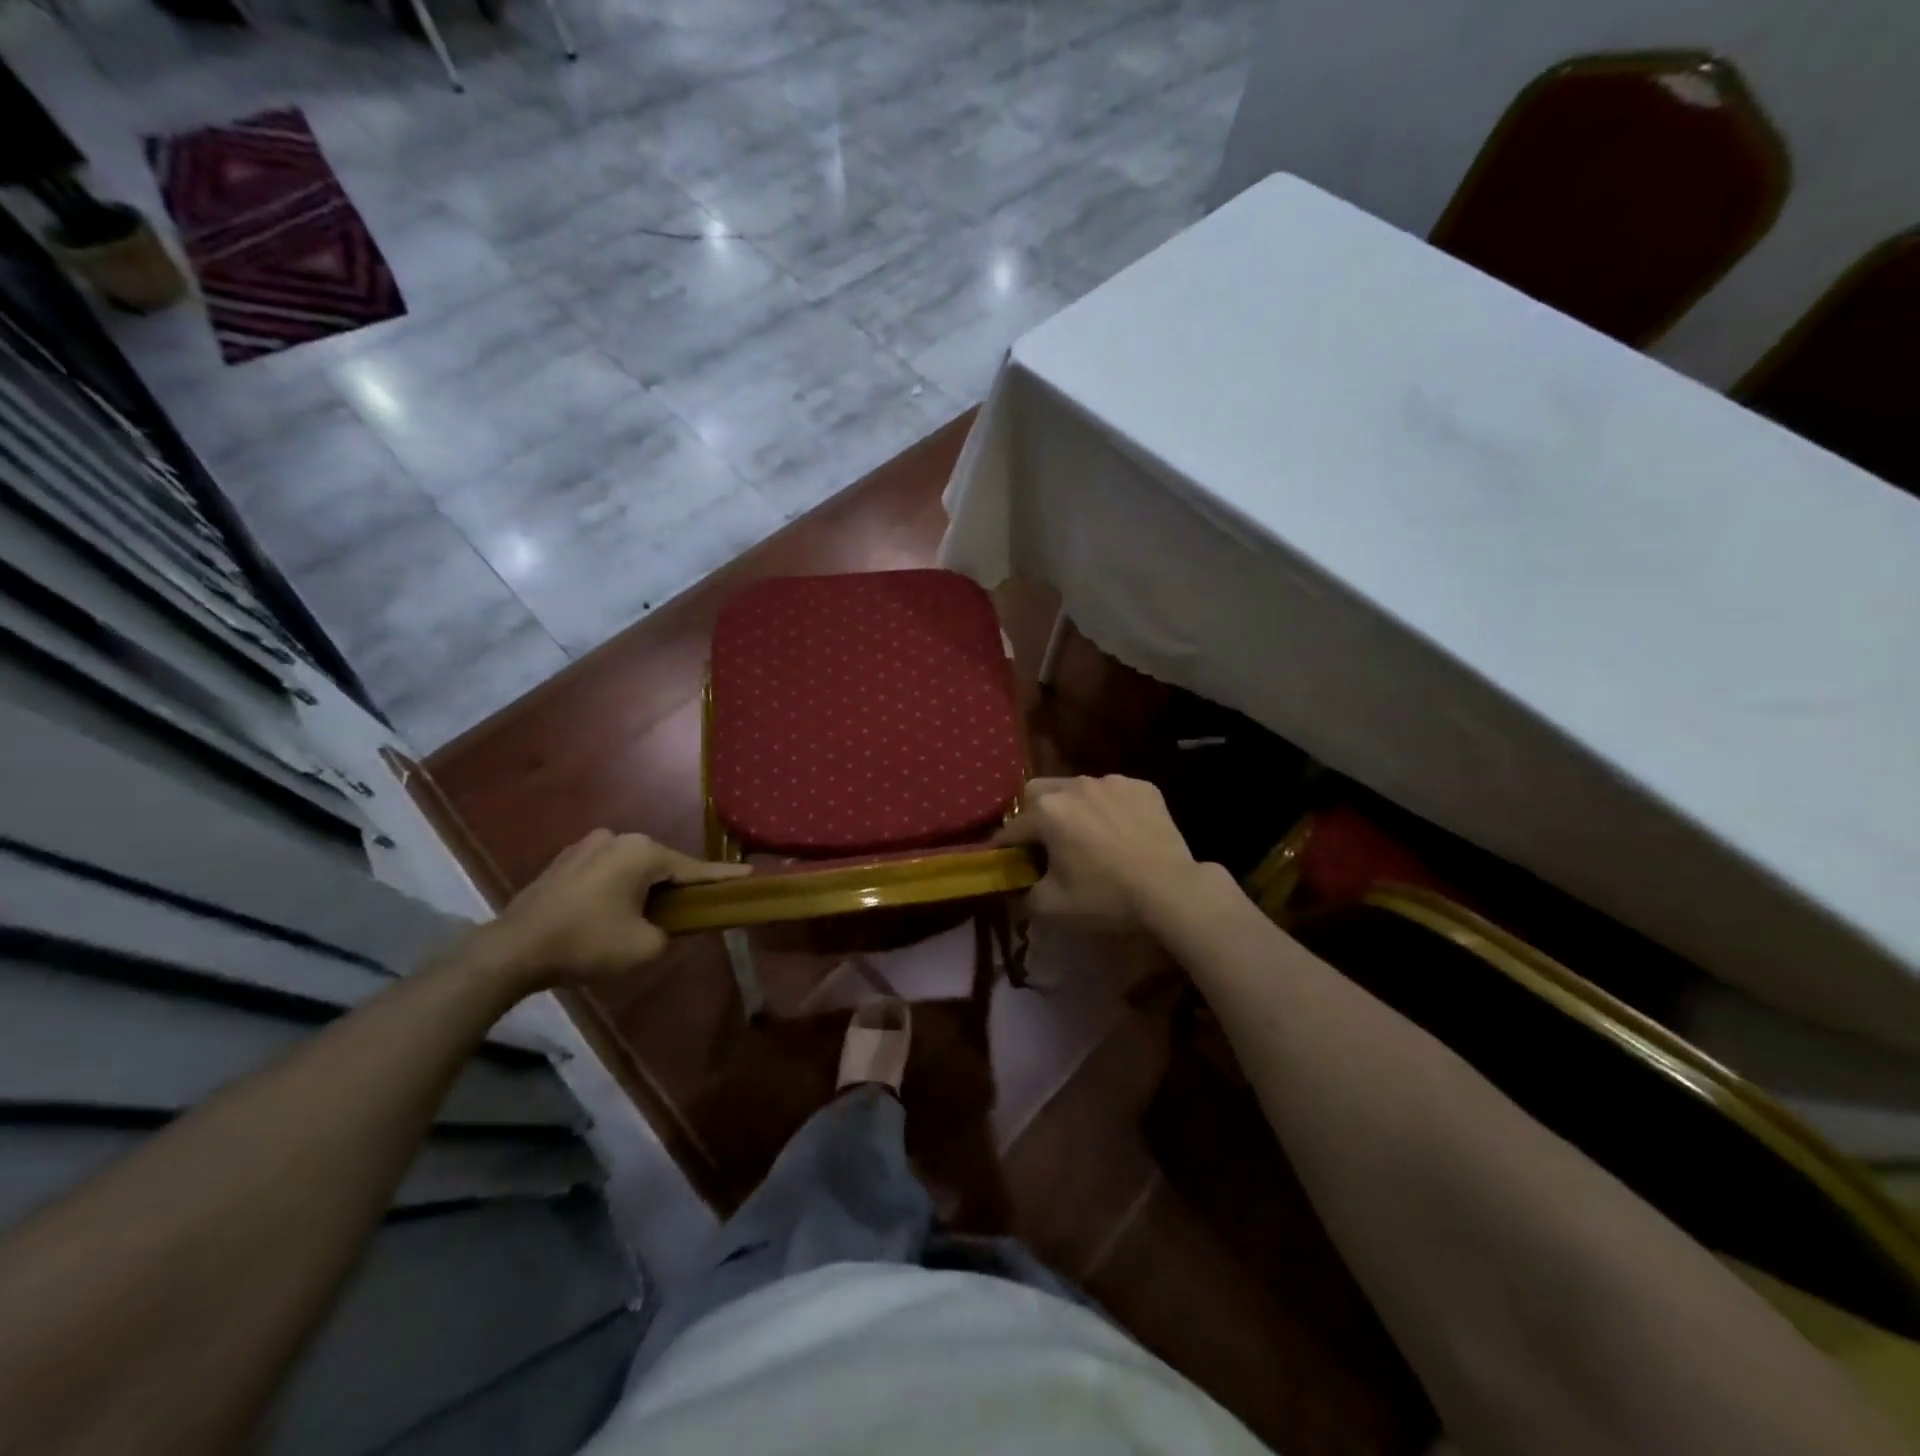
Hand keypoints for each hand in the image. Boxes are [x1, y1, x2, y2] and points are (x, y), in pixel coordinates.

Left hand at [482, 830, 748, 986]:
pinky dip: (617, 886)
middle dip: (677, 886)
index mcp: (643, 851)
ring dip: (644, 887)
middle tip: (692, 910)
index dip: (723, 877)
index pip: (694, 868)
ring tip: (648, 915)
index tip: (749, 874)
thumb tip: (674, 925)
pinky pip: (606, 870)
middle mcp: (618, 837)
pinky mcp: (563, 860)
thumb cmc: (586, 943)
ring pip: (632, 866)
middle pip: (662, 865)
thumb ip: (675, 932)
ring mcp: (586, 844)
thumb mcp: (646, 946)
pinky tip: (612, 910)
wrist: (512, 949)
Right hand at [994, 776, 1201, 929]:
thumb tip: (1013, 893)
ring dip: (1073, 808)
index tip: (1006, 862)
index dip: (1005, 847)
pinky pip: (1113, 792)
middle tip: (1045, 843)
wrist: (1171, 890)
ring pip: (1077, 789)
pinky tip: (1121, 832)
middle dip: (1034, 814)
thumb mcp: (1053, 906)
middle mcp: (1075, 785)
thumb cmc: (1105, 897)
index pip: (1012, 827)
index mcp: (1048, 811)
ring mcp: (1111, 782)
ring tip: (1088, 836)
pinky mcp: (1142, 786)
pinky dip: (1109, 808)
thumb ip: (1022, 896)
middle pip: (1038, 793)